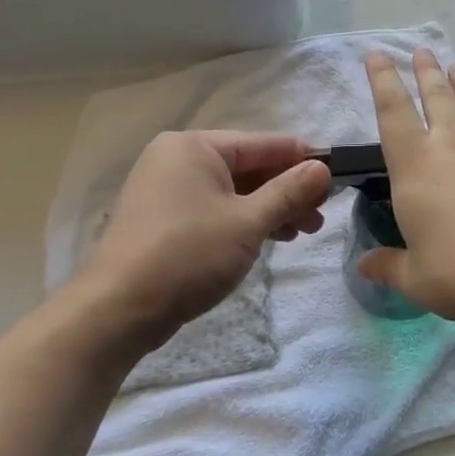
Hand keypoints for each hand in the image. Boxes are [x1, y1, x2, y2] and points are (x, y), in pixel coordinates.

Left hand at [66, 131, 332, 353]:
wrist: (116, 311)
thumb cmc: (188, 255)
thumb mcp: (249, 222)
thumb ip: (290, 191)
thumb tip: (323, 168)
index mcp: (195, 147)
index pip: (264, 143)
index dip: (303, 159)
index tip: (337, 177)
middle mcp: (178, 159)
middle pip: (249, 166)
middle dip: (288, 191)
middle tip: (320, 216)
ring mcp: (167, 189)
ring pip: (234, 190)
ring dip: (270, 208)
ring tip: (303, 232)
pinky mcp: (163, 219)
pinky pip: (215, 208)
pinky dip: (244, 220)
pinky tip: (270, 238)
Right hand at [359, 50, 454, 322]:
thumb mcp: (416, 278)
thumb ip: (388, 266)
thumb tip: (363, 265)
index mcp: (416, 168)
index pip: (392, 113)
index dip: (382, 81)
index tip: (377, 55)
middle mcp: (453, 148)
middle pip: (437, 99)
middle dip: (427, 73)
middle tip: (422, 52)